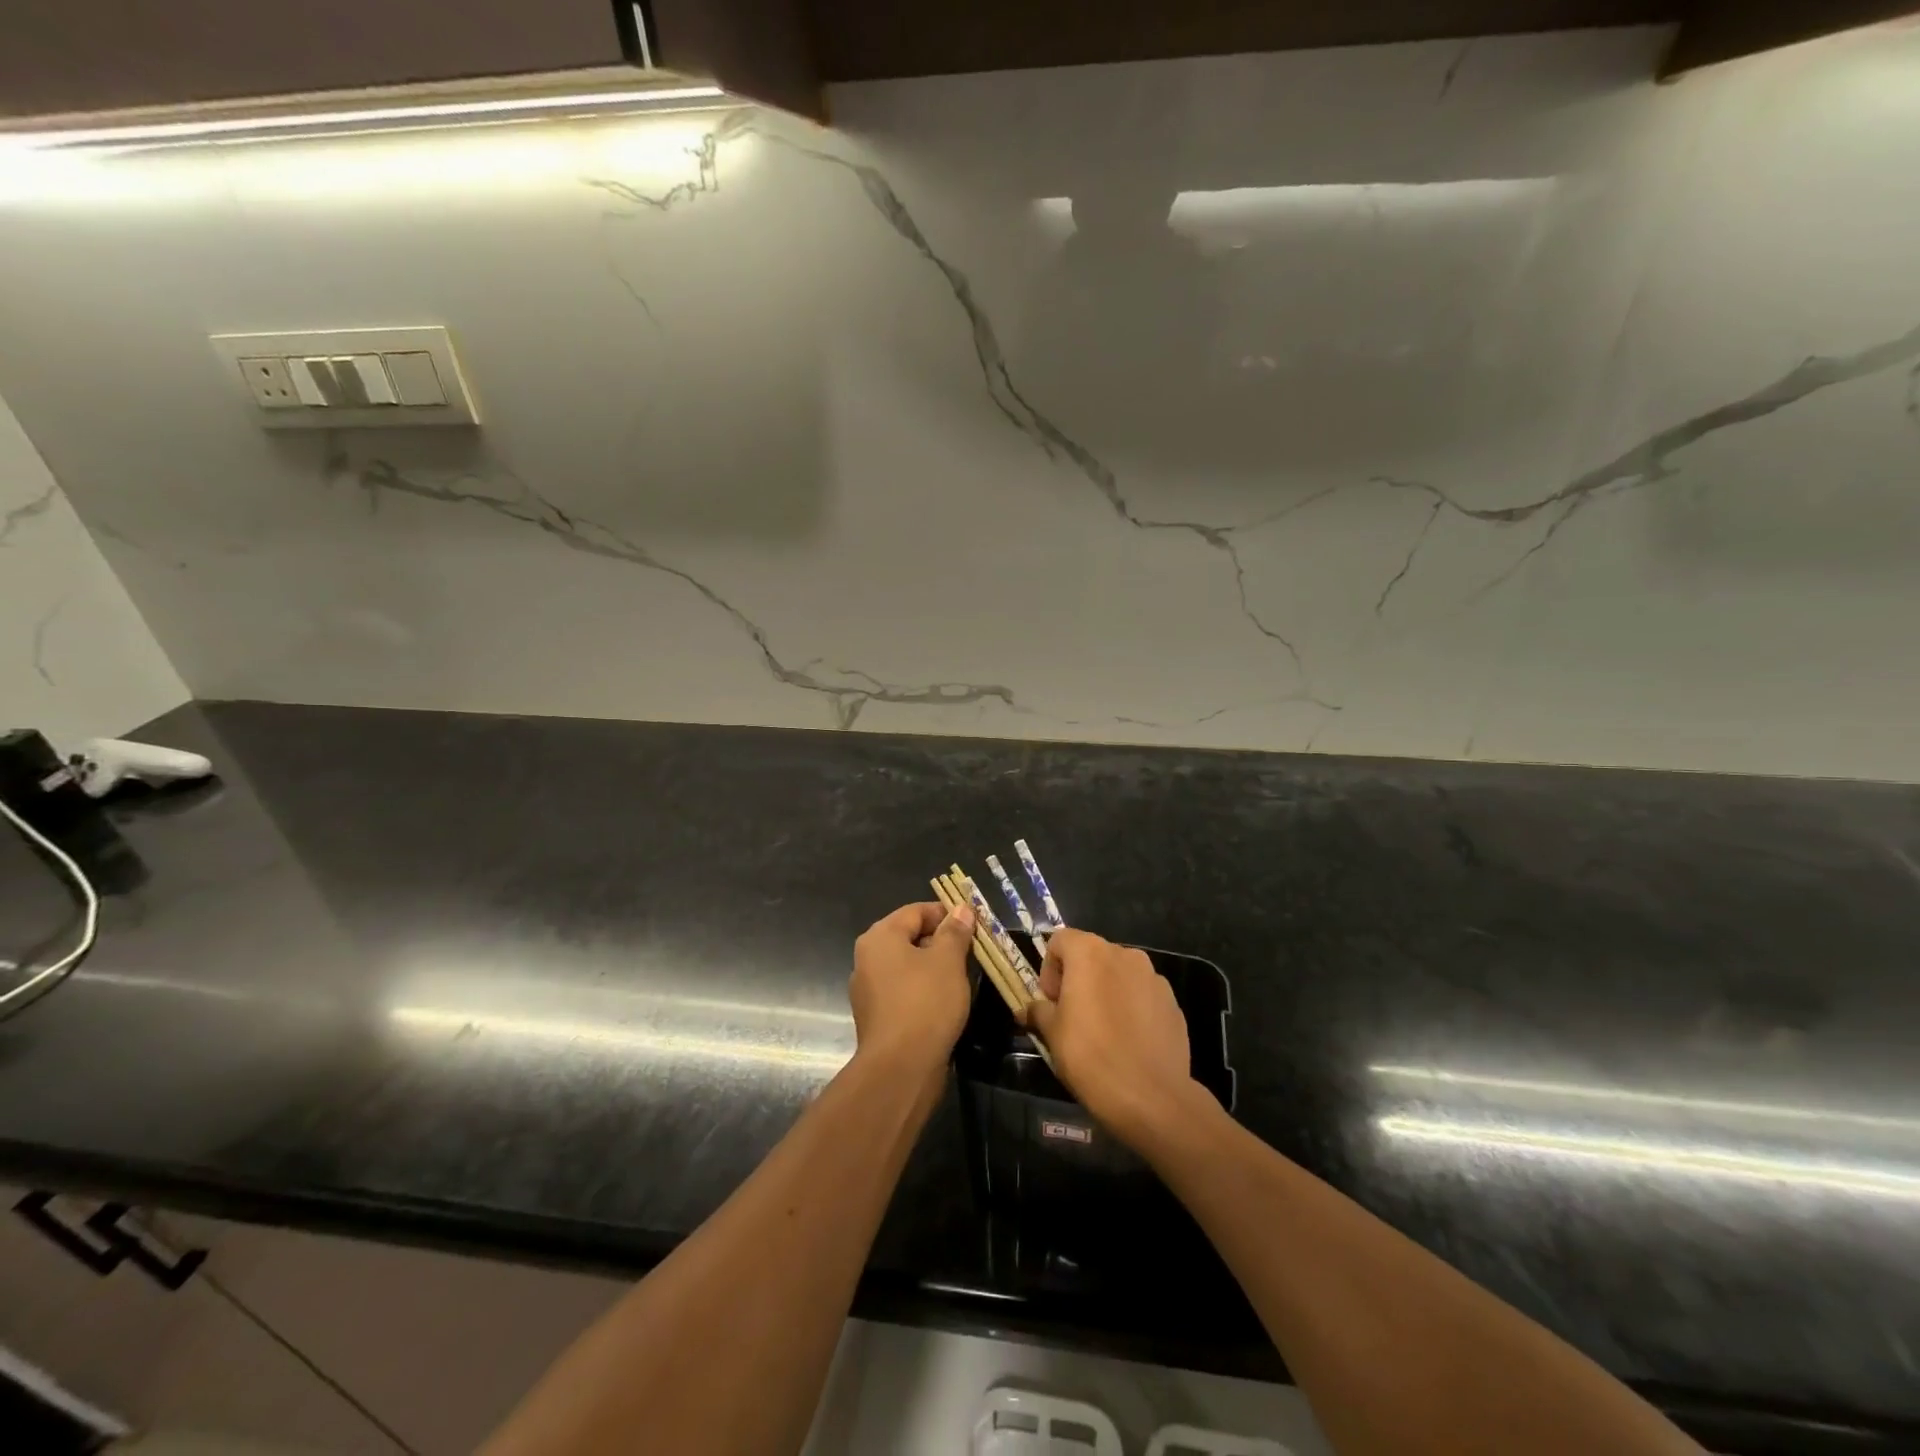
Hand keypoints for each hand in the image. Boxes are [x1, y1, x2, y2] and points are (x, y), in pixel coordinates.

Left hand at [848, 900, 975, 1072]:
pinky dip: (923, 990)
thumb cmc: (925, 1002)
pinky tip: (945, 1002)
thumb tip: (960, 909)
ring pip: (907, 966)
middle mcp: (867, 958)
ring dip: (934, 967)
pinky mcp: (877, 1017)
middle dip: (941, 941)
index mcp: (880, 936)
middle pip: (909, 937)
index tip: (973, 925)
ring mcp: (868, 990)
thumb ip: (954, 931)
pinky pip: (903, 991)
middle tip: (971, 951)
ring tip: (962, 977)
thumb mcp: (948, 960)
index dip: (946, 914)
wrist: (900, 1067)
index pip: (916, 911)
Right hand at [1024, 928, 1204, 1146]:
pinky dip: (1132, 1008)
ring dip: (1106, 991)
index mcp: (1090, 953)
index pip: (1060, 940)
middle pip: (1092, 955)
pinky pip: (1143, 995)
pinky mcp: (1173, 1003)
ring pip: (1120, 975)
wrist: (1151, 1097)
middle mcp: (1125, 955)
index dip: (1049, 968)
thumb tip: (1028, 1009)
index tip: (1051, 1002)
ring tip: (1103, 1031)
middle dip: (1078, 979)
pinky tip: (1129, 1042)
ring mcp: (1154, 978)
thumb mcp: (1052, 1034)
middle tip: (1072, 1017)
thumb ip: (1039, 1012)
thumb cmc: (1091, 1056)